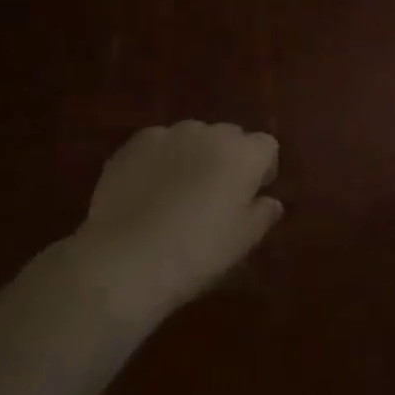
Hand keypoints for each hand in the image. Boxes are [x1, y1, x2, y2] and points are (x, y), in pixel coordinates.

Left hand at [68, 121, 282, 322]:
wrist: (124, 260)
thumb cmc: (197, 253)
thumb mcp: (243, 242)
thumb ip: (263, 214)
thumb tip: (270, 201)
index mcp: (245, 154)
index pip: (266, 147)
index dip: (262, 170)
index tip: (251, 196)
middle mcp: (211, 133)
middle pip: (230, 137)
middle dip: (228, 159)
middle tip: (214, 196)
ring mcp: (170, 134)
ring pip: (193, 137)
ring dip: (193, 155)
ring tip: (177, 192)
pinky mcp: (134, 144)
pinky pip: (158, 144)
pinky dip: (159, 159)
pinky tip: (147, 190)